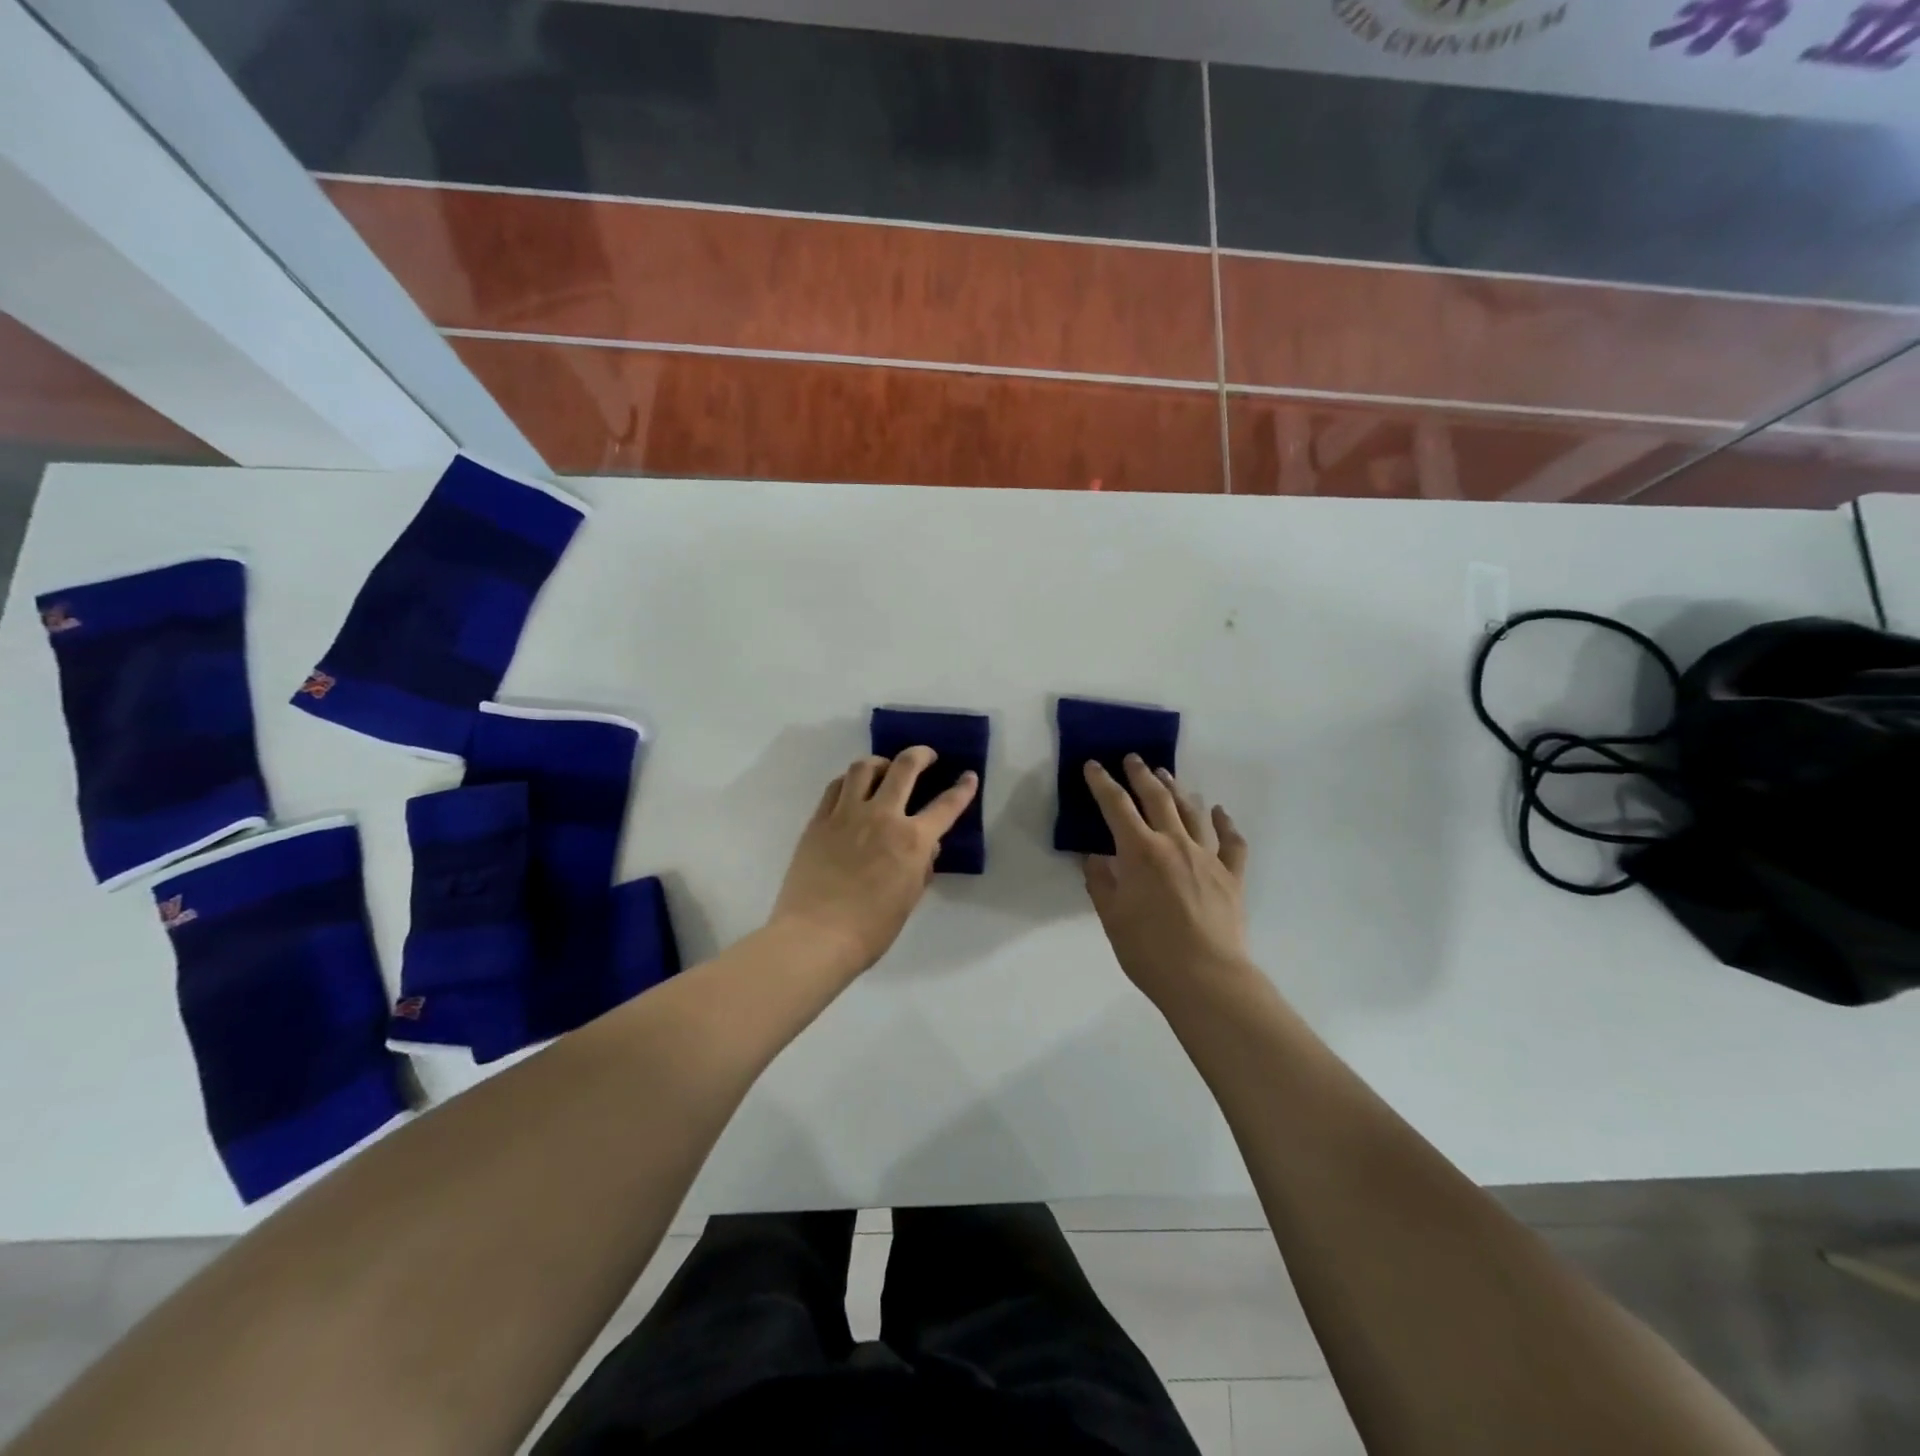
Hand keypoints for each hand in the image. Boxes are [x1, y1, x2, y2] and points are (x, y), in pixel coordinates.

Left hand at [771, 748, 978, 977]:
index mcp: (912, 840)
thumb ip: (922, 866)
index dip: (962, 789)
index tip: (968, 776)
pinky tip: (852, 789)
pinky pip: (836, 786)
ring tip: (885, 768)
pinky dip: (849, 781)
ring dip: (881, 762)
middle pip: (904, 767)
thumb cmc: (871, 929)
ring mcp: (846, 814)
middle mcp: (882, 816)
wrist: (816, 936)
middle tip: (926, 756)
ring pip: (864, 767)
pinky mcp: (819, 820)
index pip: (946, 805)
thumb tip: (926, 848)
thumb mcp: (909, 899)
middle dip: (920, 755)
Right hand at [1082, 757, 1252, 1008]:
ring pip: (1191, 812)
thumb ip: (1100, 882)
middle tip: (1133, 759)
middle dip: (1141, 775)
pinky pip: (1231, 842)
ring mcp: (1207, 857)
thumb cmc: (1148, 950)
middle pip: (1156, 799)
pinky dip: (1225, 823)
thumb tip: (1093, 857)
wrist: (1206, 978)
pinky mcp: (1231, 876)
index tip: (1093, 765)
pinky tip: (1219, 812)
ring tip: (1166, 776)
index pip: (1116, 807)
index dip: (1102, 783)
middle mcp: (1174, 844)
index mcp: (1140, 852)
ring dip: (1177, 790)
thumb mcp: (1111, 917)